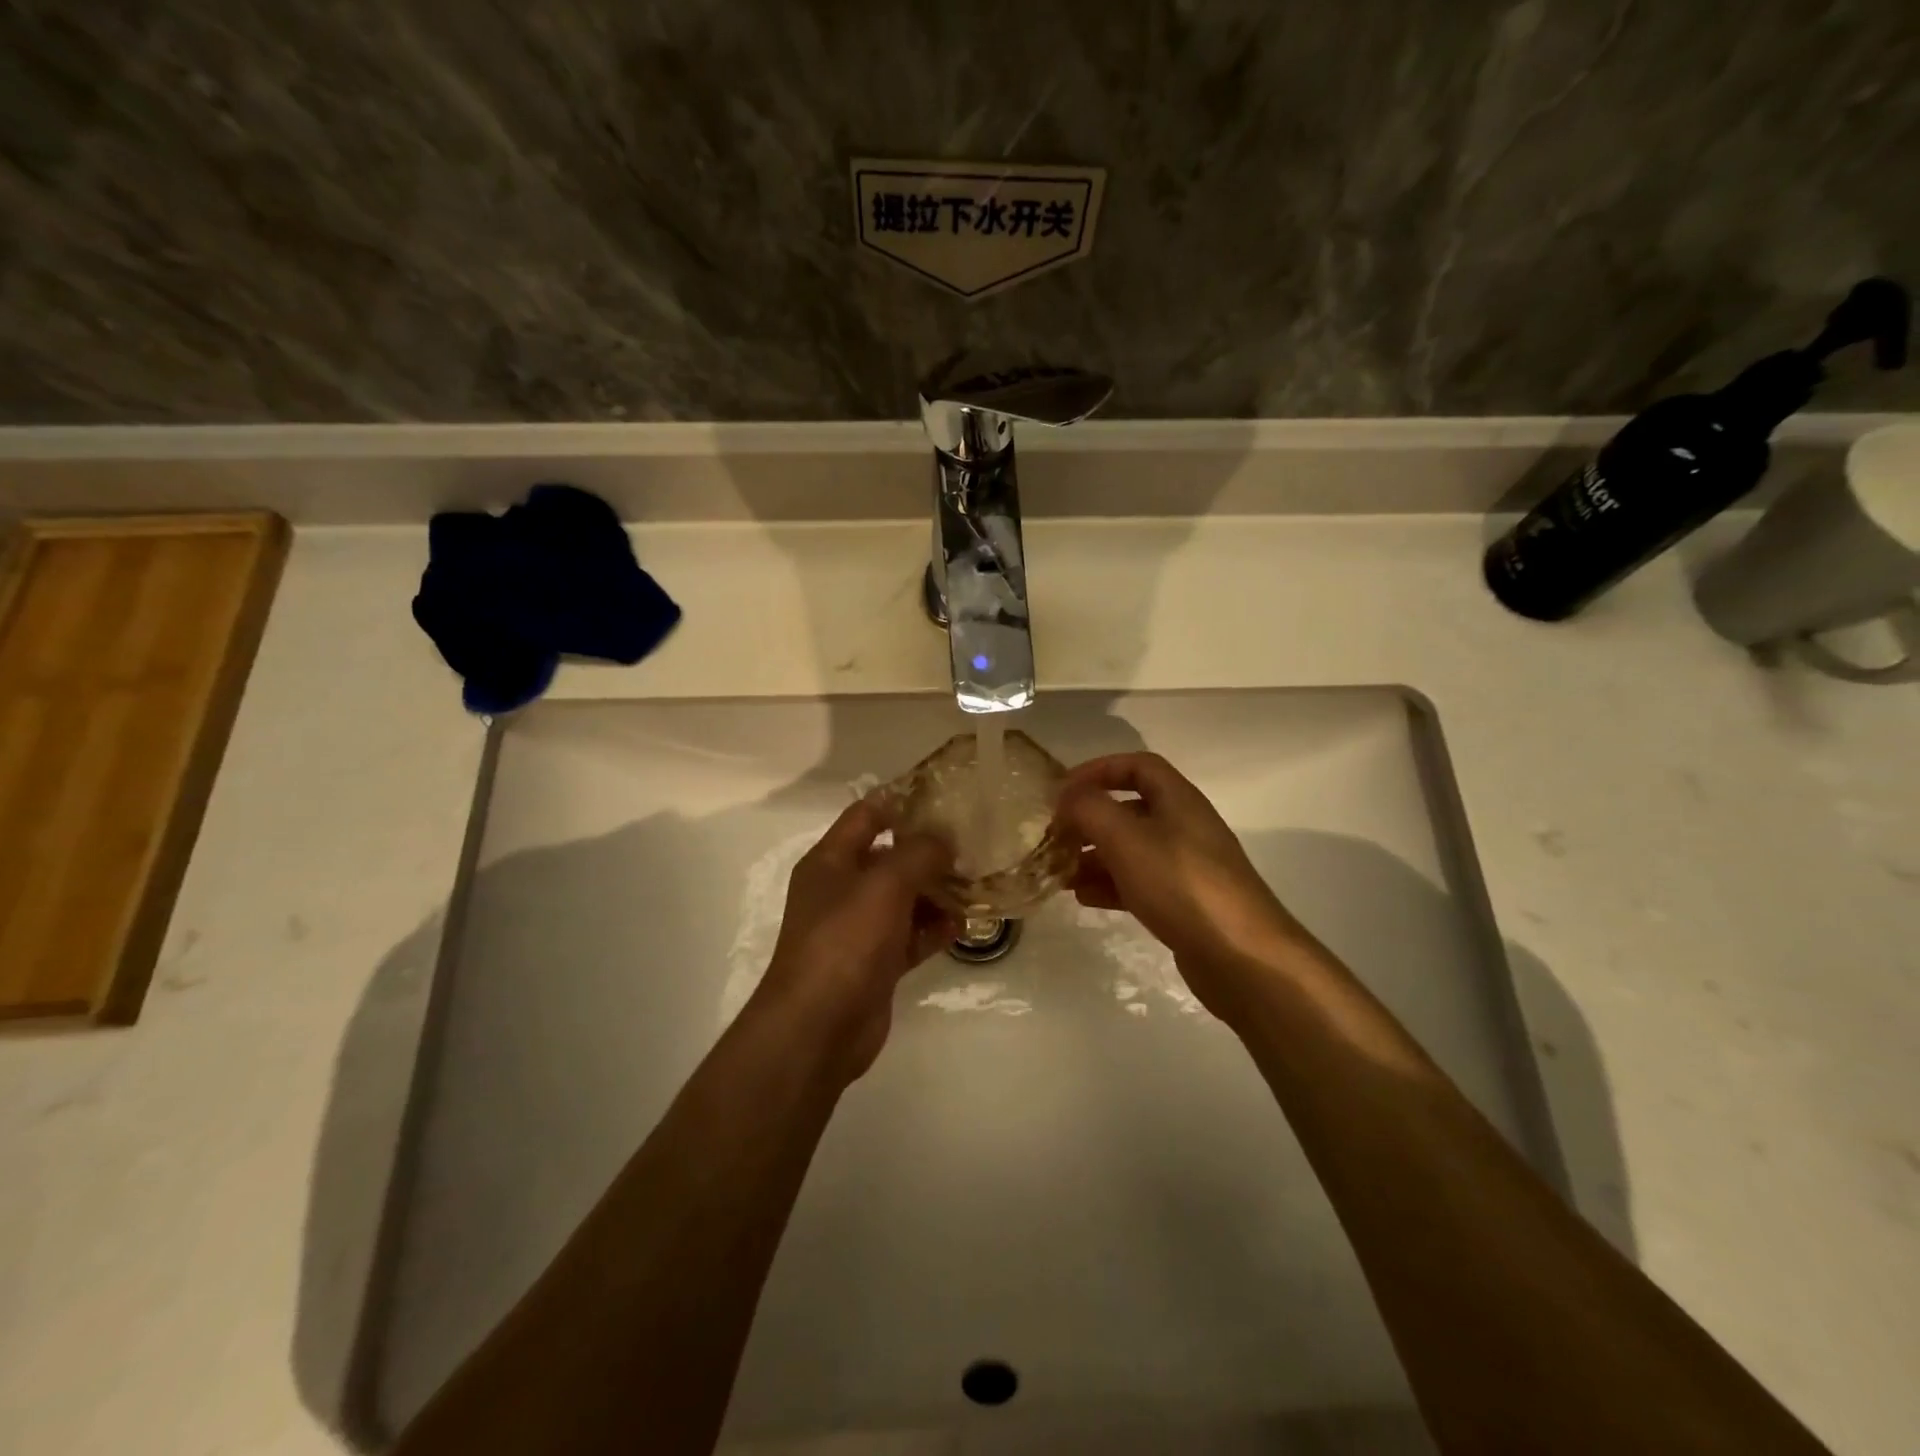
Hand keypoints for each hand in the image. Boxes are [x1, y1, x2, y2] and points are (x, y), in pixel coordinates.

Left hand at [751, 797, 956, 1084]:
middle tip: (973, 844)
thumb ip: (918, 854)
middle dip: (928, 852)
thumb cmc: (845, 941)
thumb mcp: (884, 885)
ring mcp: (858, 928)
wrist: (818, 1027)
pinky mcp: (875, 962)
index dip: (902, 802)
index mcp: (831, 861)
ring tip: (976, 883)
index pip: (866, 815)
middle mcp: (842, 889)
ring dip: (936, 892)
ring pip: (903, 898)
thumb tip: (943, 840)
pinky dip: (933, 929)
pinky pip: (909, 935)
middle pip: (889, 857)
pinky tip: (964, 925)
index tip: (945, 797)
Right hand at [1053, 753, 1309, 1017]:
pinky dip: (1109, 885)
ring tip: (1060, 872)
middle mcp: (1184, 827)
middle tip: (1055, 837)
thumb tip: (1066, 797)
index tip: (1063, 790)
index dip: (1098, 770)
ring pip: (1131, 849)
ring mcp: (1186, 867)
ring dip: (1094, 855)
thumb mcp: (1127, 839)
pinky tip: (1083, 898)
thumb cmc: (1181, 885)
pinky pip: (1138, 883)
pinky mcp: (1184, 903)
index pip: (1137, 766)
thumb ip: (1090, 809)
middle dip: (1089, 820)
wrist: (1241, 957)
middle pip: (1130, 810)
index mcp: (1178, 800)